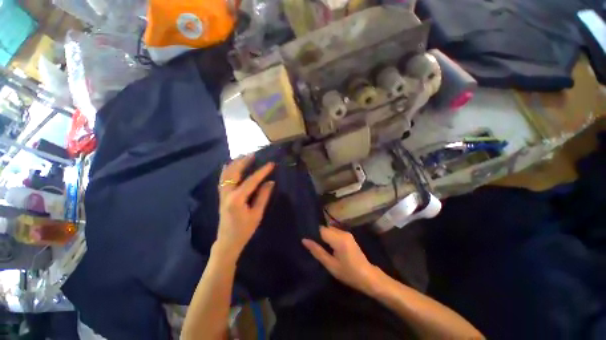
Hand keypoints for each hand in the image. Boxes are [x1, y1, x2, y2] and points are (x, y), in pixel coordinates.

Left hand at [215, 154, 274, 258]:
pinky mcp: (221, 196)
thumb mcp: (257, 214)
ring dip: (235, 163)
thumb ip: (263, 197)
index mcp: (237, 199)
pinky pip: (222, 179)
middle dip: (244, 162)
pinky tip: (230, 165)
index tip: (271, 164)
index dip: (262, 171)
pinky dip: (226, 170)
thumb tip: (270, 182)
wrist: (227, 241)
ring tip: (243, 156)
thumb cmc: (244, 230)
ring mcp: (222, 194)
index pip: (251, 181)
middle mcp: (227, 194)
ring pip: (226, 174)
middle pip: (234, 172)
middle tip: (254, 154)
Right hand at [302, 226, 382, 294]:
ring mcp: (347, 233)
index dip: (313, 233)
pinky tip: (328, 246)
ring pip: (330, 229)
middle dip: (318, 235)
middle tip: (312, 244)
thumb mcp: (330, 265)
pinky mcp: (349, 236)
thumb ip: (317, 251)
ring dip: (324, 236)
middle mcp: (343, 232)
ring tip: (319, 246)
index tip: (307, 239)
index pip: (321, 229)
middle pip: (326, 228)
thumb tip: (304, 240)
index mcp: (338, 239)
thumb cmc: (349, 273)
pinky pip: (335, 232)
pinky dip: (330, 236)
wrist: (368, 276)